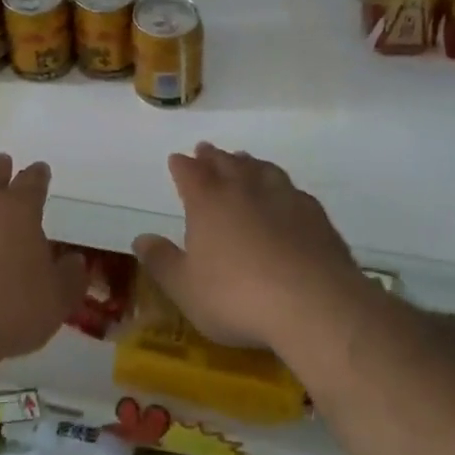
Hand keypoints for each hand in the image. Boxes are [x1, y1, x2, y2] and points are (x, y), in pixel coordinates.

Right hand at [134, 143, 362, 351]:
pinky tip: (284, 193)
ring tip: (243, 160)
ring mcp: (283, 197)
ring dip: (248, 163)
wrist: (314, 305)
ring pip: (261, 169)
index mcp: (208, 202)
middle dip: (212, 156)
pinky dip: (280, 185)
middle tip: (206, 150)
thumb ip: (161, 261)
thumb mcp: (186, 288)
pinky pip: (291, 189)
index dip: (181, 165)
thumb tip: (140, 238)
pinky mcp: (314, 214)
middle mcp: (244, 189)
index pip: (190, 173)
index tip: (177, 159)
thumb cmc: (238, 297)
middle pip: (225, 163)